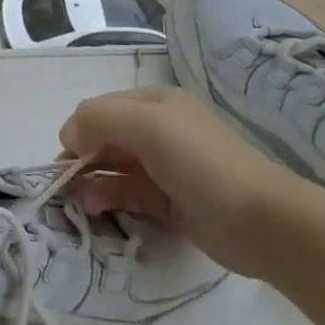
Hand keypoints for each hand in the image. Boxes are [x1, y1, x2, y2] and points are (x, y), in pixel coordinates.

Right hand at [59, 88, 321, 279]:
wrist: (261, 221)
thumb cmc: (201, 162)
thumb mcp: (148, 124)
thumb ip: (99, 118)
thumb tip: (68, 136)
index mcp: (155, 103)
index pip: (101, 109)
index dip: (79, 129)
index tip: (67, 156)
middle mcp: (158, 131)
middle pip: (104, 139)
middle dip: (80, 159)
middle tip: (63, 185)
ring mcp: (163, 168)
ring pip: (112, 169)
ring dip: (89, 182)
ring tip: (79, 203)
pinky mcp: (167, 202)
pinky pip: (126, 195)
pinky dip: (107, 199)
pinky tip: (96, 209)